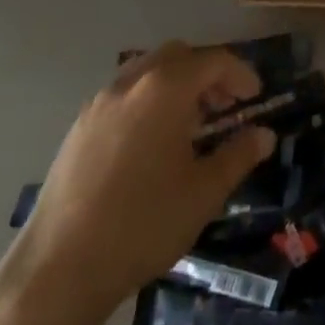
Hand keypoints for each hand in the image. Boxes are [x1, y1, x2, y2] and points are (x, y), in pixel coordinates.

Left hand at [9, 41, 275, 322]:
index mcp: (165, 89)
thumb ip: (239, 155)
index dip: (241, 74)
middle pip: (178, 56)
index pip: (213, 61)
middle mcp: (131, 83)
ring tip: (191, 125)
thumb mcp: (205, 192)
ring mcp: (99, 103)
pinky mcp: (78, 127)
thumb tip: (264, 135)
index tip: (256, 97)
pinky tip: (153, 143)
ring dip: (176, 85)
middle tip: (225, 106)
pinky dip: (148, 101)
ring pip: (147, 71)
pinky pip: (123, 95)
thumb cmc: (144, 223)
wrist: (59, 267)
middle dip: (207, 74)